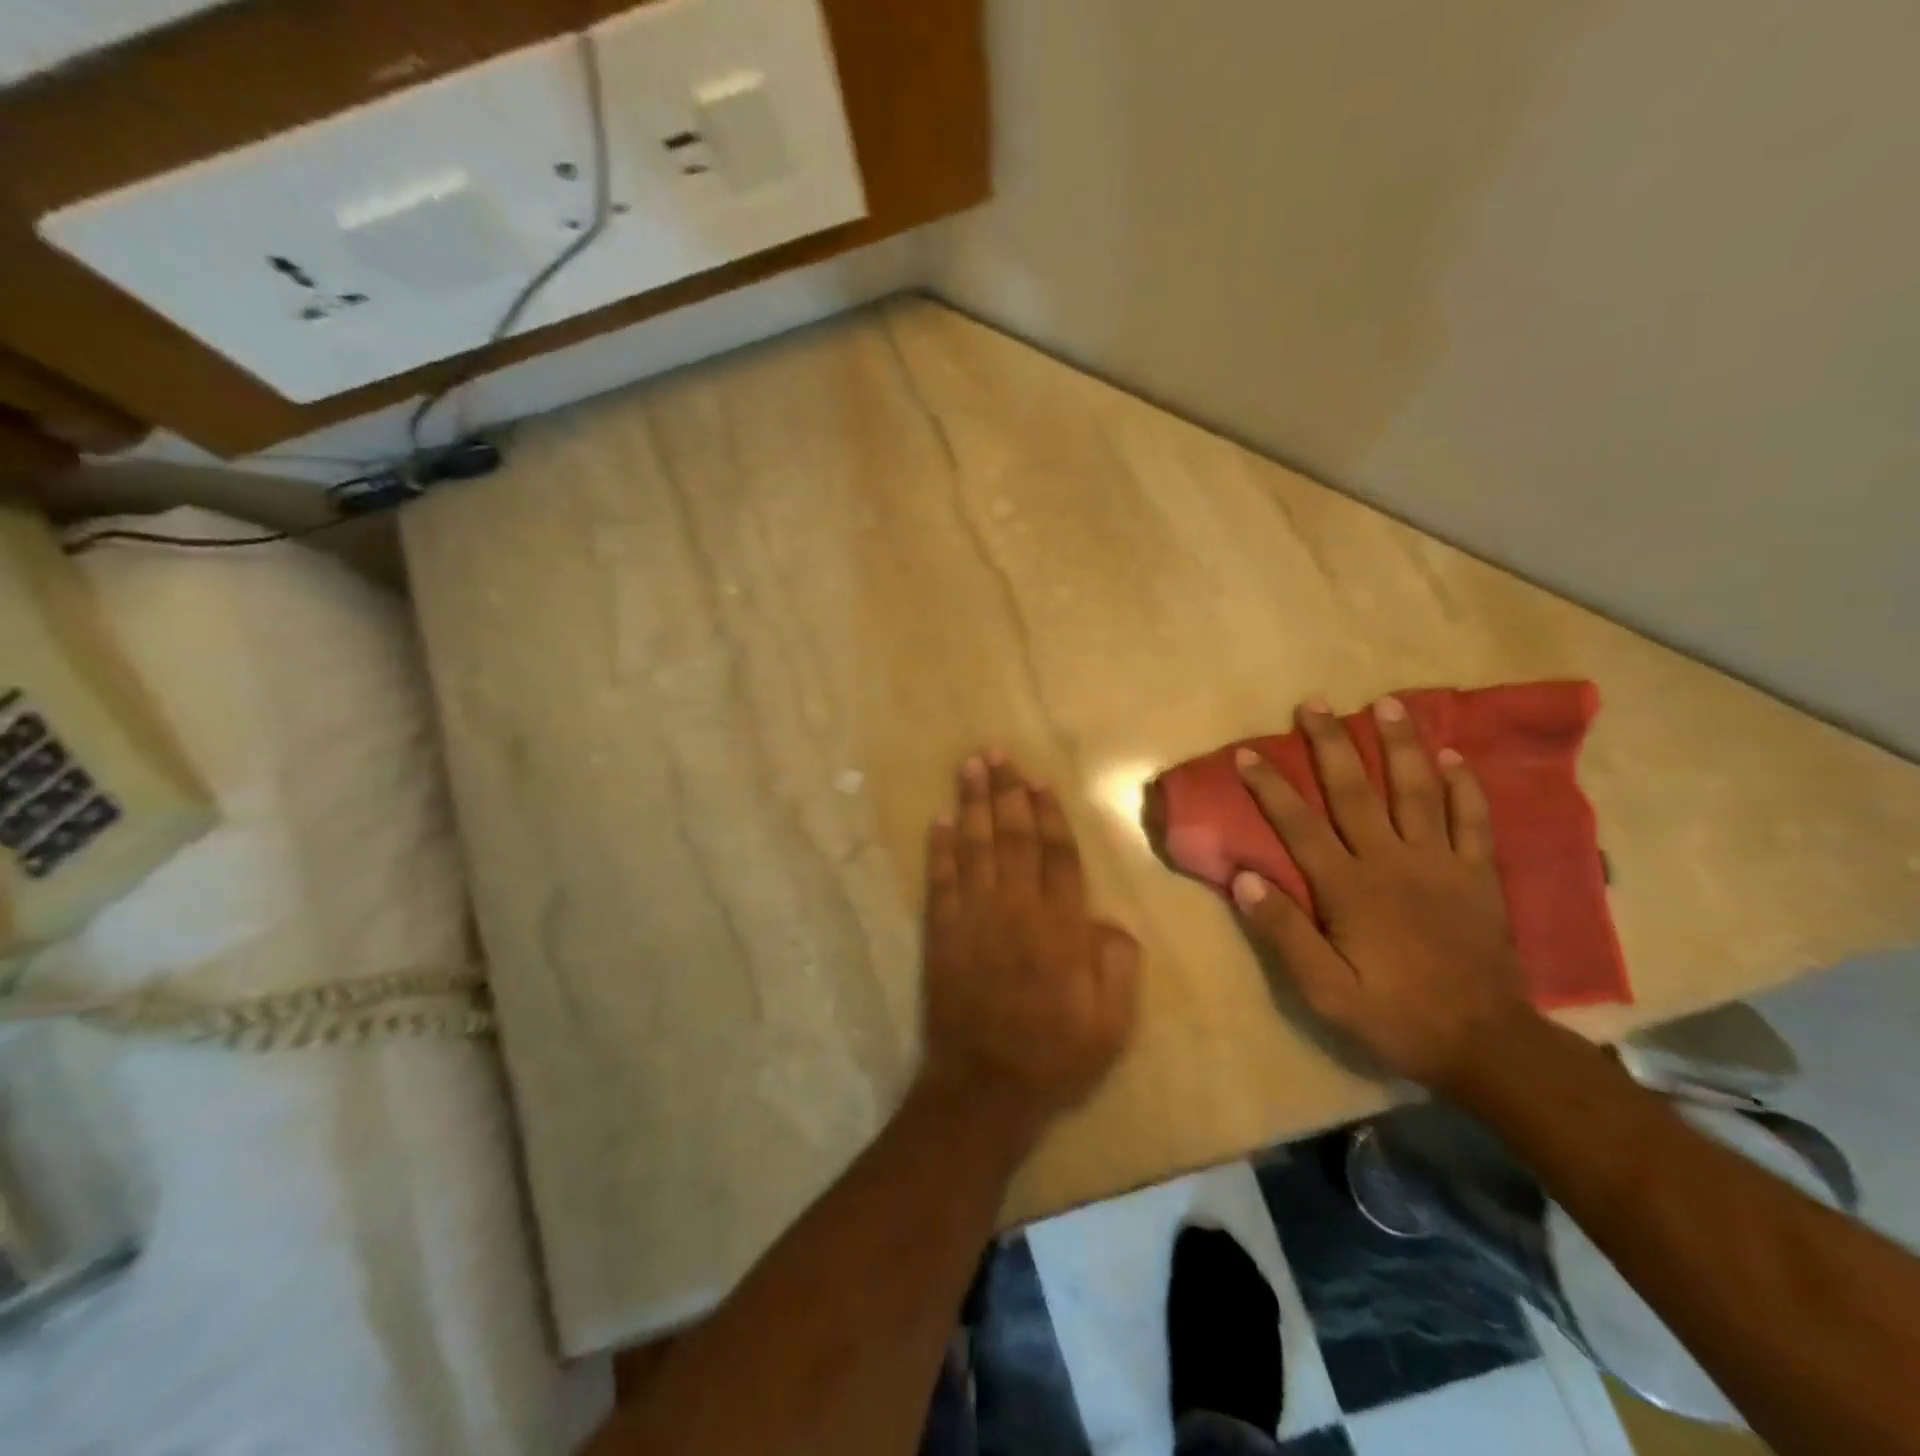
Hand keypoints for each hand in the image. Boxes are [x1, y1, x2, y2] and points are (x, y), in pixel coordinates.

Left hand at [919, 754, 1140, 1136]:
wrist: (986, 1085)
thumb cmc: (1055, 1054)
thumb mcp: (1113, 1022)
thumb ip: (1118, 963)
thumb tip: (1106, 919)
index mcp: (1061, 926)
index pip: (1057, 855)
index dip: (1048, 815)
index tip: (1038, 781)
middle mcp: (1017, 909)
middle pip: (1013, 837)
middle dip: (1006, 792)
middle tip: (997, 753)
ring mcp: (975, 917)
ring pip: (975, 847)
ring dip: (973, 804)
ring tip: (970, 766)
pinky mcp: (942, 932)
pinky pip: (940, 880)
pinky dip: (939, 849)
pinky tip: (940, 820)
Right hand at [1229, 697, 1539, 1090]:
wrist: (1486, 1044)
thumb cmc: (1394, 1015)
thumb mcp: (1324, 989)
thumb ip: (1283, 932)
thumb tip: (1244, 877)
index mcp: (1349, 887)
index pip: (1299, 825)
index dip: (1270, 787)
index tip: (1248, 753)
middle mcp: (1392, 861)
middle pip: (1355, 791)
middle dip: (1331, 744)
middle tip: (1314, 703)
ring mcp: (1441, 863)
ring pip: (1417, 791)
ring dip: (1400, 745)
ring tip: (1388, 704)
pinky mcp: (1478, 875)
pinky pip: (1473, 820)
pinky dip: (1465, 786)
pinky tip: (1454, 756)